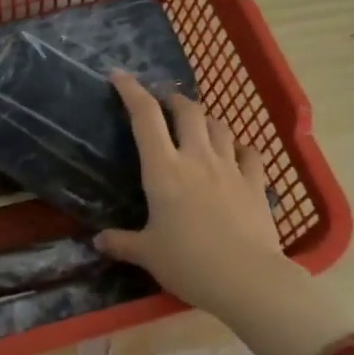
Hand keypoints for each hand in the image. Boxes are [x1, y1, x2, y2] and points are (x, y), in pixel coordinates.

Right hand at [94, 73, 284, 319]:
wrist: (246, 278)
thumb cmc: (188, 263)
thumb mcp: (147, 254)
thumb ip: (121, 243)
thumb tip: (97, 241)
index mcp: (163, 170)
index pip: (144, 117)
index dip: (131, 91)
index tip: (119, 76)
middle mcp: (196, 158)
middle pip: (187, 110)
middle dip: (173, 99)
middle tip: (163, 104)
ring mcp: (230, 168)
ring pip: (219, 126)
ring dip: (205, 119)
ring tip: (197, 126)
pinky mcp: (255, 183)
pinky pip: (250, 152)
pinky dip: (239, 146)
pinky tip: (235, 153)